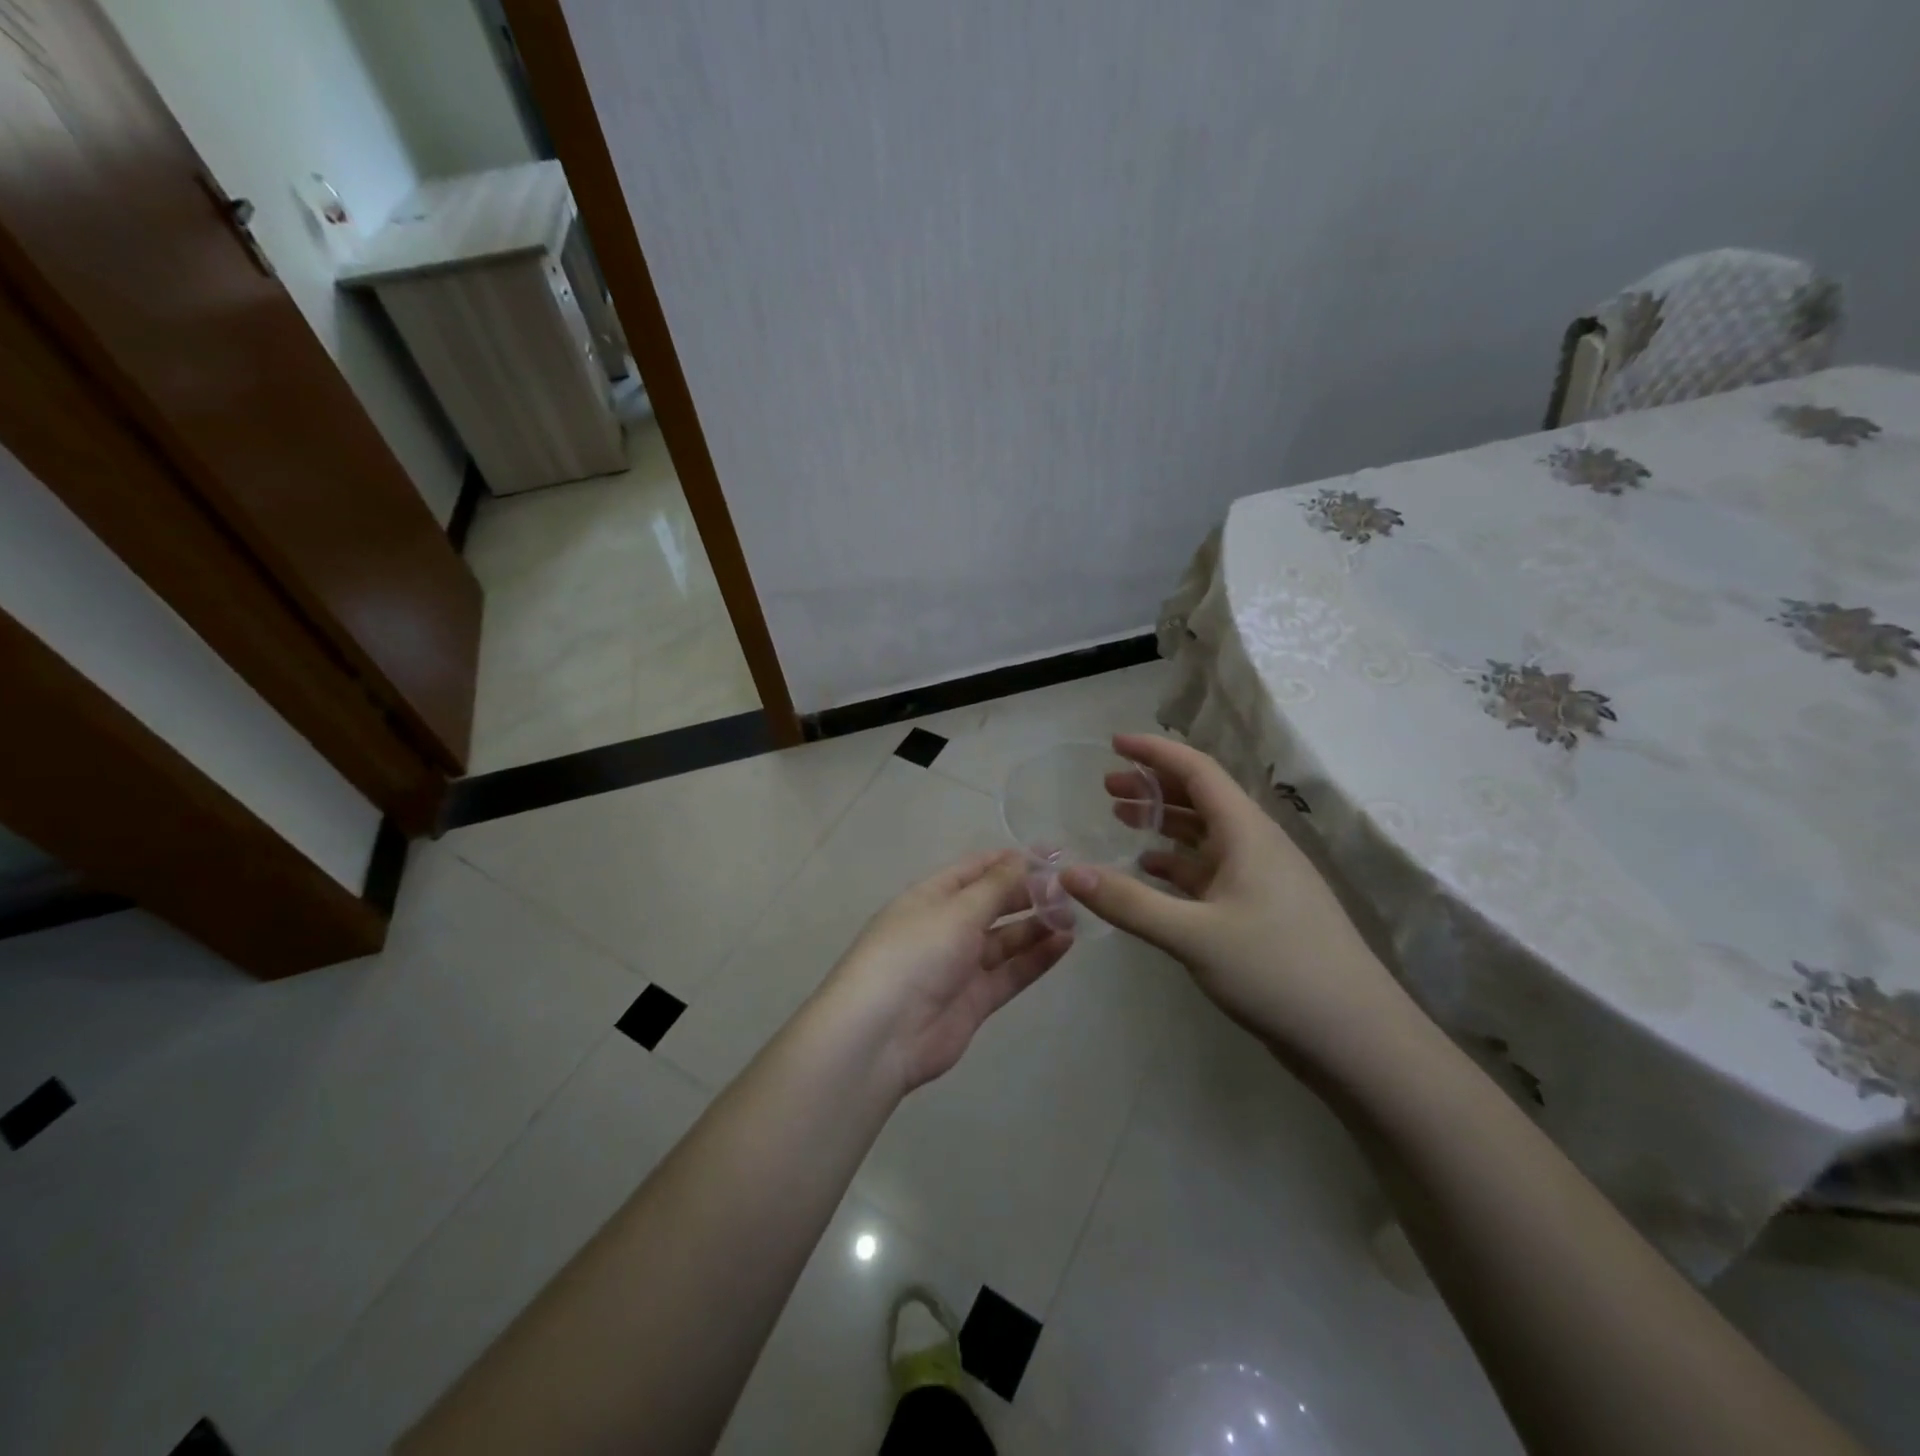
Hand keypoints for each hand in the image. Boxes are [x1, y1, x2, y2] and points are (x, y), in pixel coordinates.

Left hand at [821, 851, 1072, 1094]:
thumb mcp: (957, 910)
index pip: (975, 869)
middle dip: (1028, 894)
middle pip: (992, 904)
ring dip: (1037, 926)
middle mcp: (945, 927)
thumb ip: (996, 886)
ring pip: (1005, 939)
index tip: (1052, 855)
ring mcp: (960, 965)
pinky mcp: (975, 1000)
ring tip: (1075, 915)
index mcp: (931, 896)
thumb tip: (1024, 857)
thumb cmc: (916, 953)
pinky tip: (1065, 943)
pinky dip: (1036, 958)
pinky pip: (1011, 972)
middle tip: (1071, 888)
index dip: (1011, 860)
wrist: (883, 1033)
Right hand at [1062, 735, 1419, 1075]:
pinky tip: (1152, 871)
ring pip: (1205, 835)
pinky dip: (1177, 863)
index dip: (1154, 752)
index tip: (1113, 743)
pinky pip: (1211, 871)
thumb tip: (1068, 871)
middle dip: (1153, 786)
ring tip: (1121, 819)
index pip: (1197, 770)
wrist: (1357, 1038)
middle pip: (1200, 798)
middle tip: (1106, 787)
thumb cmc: (1278, 972)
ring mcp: (1261, 879)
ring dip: (1164, 823)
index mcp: (1247, 833)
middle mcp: (1256, 845)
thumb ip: (1128, 902)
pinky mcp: (1261, 911)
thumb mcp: (1194, 936)